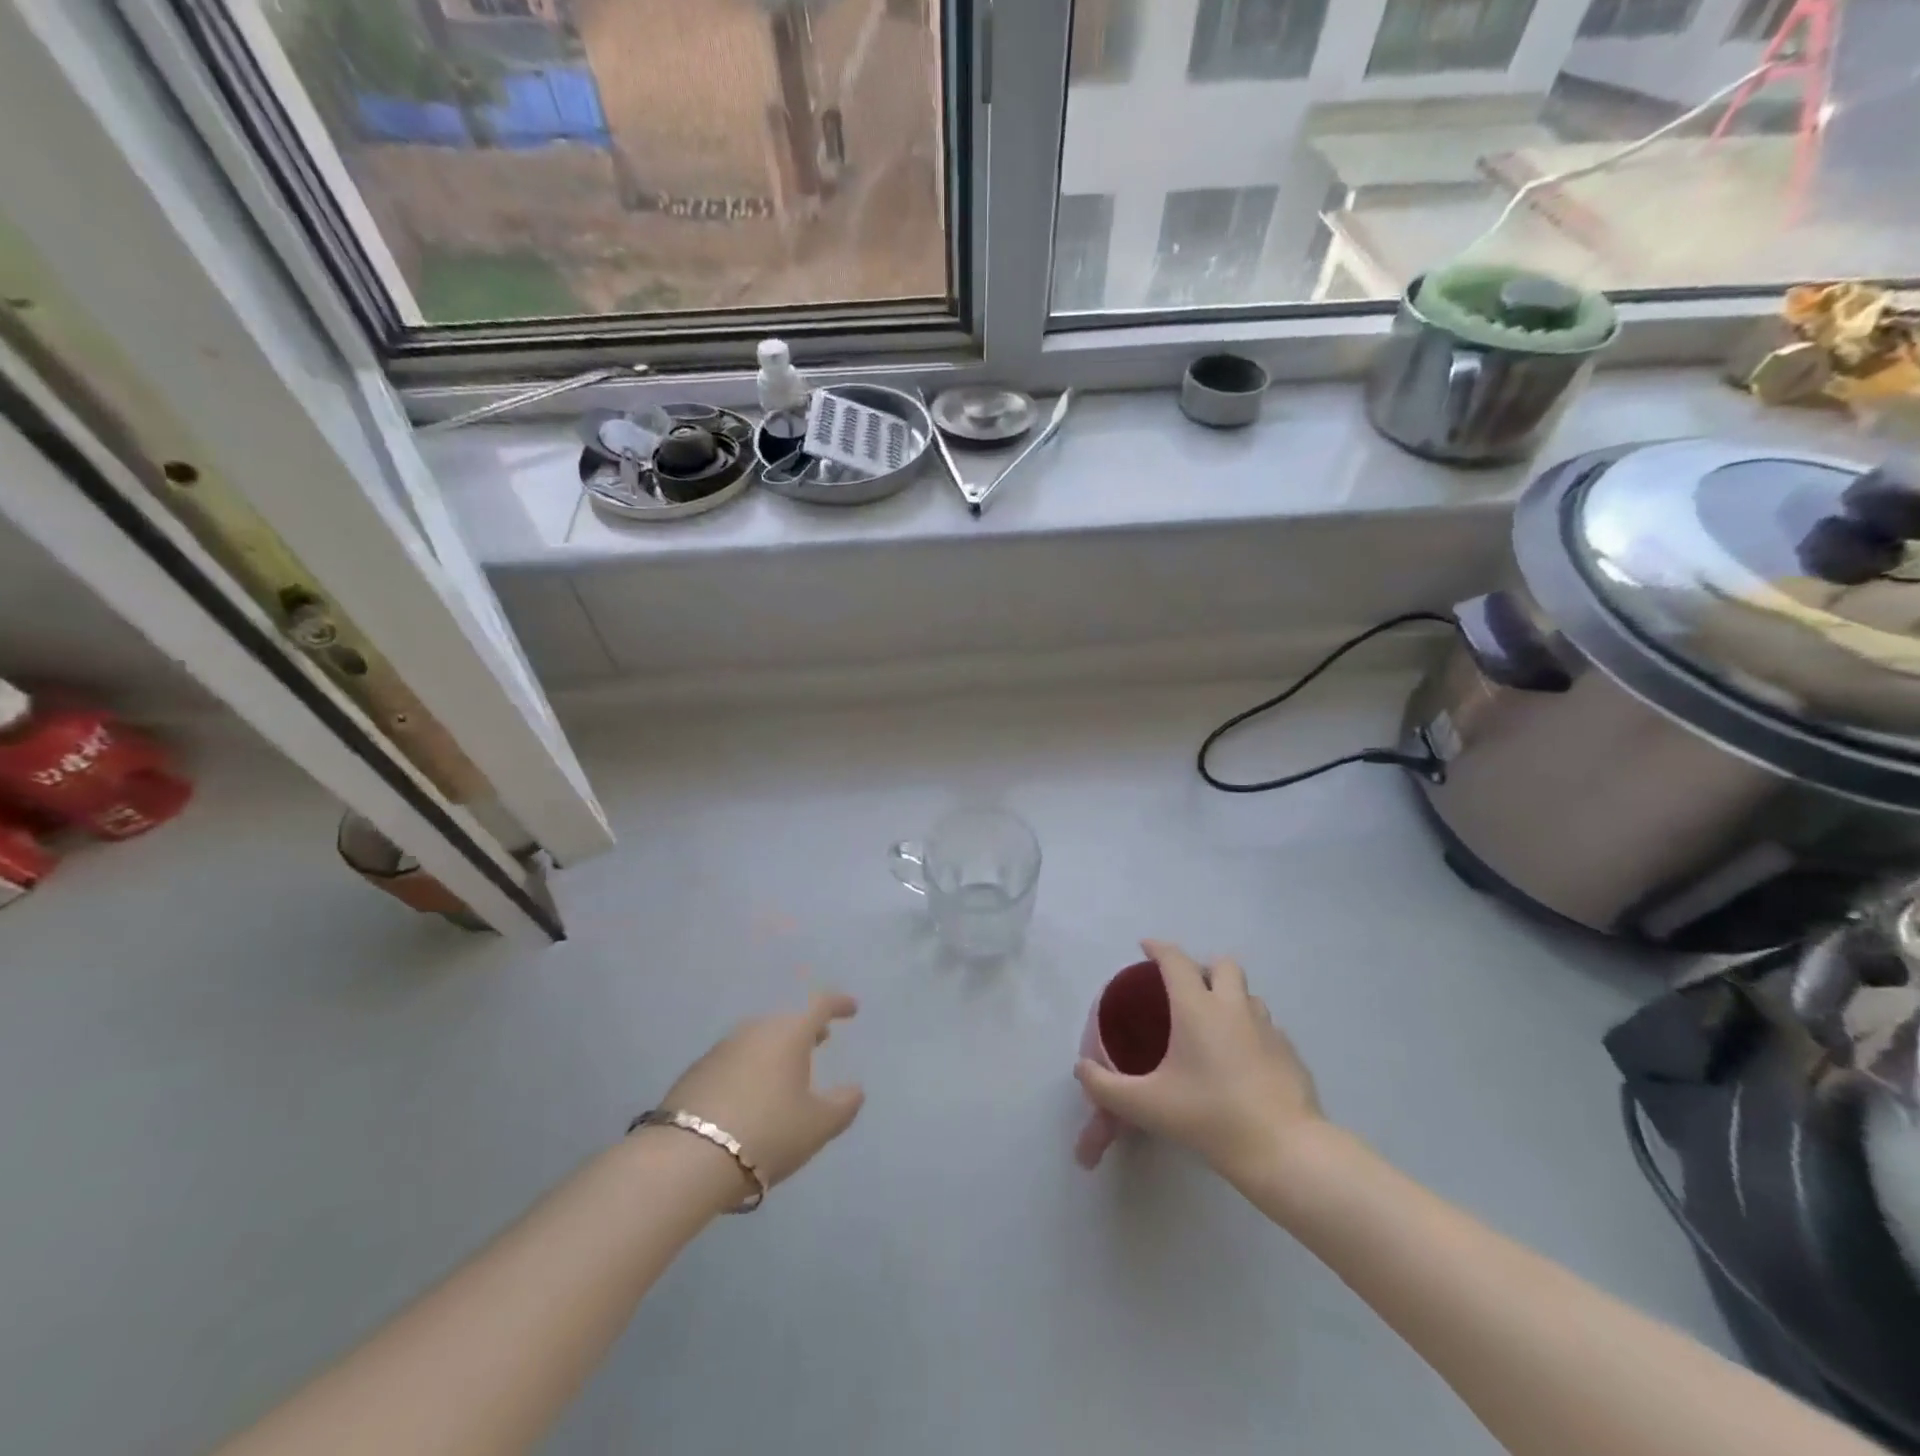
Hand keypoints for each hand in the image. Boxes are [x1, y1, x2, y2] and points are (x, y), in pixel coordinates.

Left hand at [656, 991, 864, 1191]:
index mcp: (789, 1033)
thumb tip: (855, 1090)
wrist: (686, 1158)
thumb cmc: (767, 1133)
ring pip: (759, 1039)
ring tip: (787, 1070)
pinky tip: (752, 1094)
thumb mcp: (817, 1126)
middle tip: (821, 1039)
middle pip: (787, 1020)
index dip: (838, 1004)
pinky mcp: (696, 1072)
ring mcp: (722, 1049)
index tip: (851, 1009)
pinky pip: (735, 1060)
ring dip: (777, 1048)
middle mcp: (755, 1030)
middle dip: (806, 1028)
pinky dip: (751, 1067)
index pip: (819, 1005)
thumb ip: (843, 1105)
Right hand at [1075, 940, 1323, 1186]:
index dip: (1158, 949)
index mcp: (1197, 1008)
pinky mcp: (1290, 1053)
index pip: (1176, 960)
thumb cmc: (1210, 1117)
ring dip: (1230, 998)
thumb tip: (1081, 1068)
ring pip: (1248, 994)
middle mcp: (1234, 1007)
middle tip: (1186, 990)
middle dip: (1203, 967)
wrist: (1284, 1150)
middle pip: (1223, 964)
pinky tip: (1243, 1062)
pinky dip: (1251, 1031)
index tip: (1146, 947)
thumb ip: (1106, 1086)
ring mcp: (1268, 1028)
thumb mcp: (1146, 1105)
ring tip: (1214, 1025)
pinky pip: (1266, 1027)